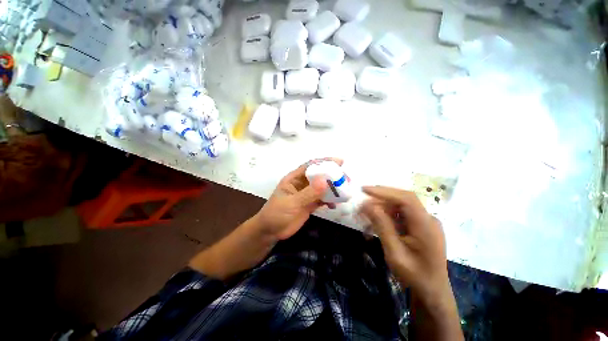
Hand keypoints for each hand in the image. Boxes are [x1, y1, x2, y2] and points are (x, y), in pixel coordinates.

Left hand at [254, 158, 342, 239]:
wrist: (271, 232)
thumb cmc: (276, 213)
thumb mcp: (291, 203)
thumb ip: (308, 193)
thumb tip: (324, 181)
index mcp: (294, 178)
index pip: (310, 166)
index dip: (324, 162)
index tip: (339, 162)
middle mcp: (301, 184)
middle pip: (319, 175)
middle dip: (332, 175)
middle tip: (346, 178)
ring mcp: (306, 194)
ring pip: (322, 187)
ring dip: (332, 188)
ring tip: (344, 191)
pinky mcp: (310, 204)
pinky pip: (322, 199)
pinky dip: (329, 200)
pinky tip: (334, 205)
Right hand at [360, 186, 449, 303]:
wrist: (432, 291)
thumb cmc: (414, 275)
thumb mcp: (395, 253)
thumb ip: (382, 226)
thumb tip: (367, 205)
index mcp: (426, 225)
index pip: (406, 199)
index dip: (384, 192)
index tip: (364, 190)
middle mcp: (428, 219)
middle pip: (402, 200)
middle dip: (379, 199)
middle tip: (362, 205)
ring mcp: (424, 222)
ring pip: (399, 207)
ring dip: (381, 209)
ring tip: (365, 216)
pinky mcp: (419, 226)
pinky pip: (400, 215)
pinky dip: (386, 216)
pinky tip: (375, 224)